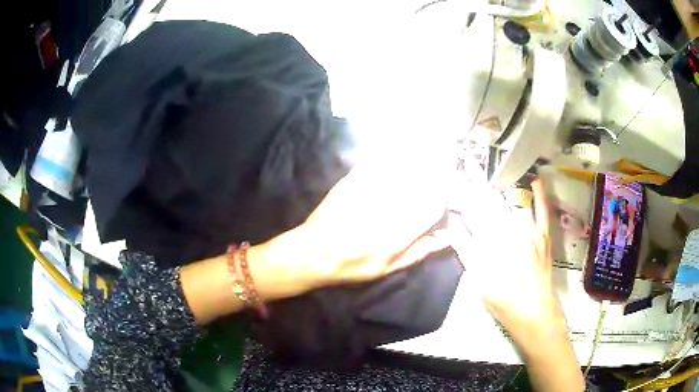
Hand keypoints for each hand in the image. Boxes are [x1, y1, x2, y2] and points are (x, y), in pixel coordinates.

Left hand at [298, 155, 450, 287]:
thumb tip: (444, 238)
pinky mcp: (351, 184)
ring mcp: (367, 195)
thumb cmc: (350, 266)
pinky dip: (388, 158)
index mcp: (395, 237)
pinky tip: (396, 152)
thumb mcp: (385, 270)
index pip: (429, 210)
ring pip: (399, 172)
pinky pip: (375, 165)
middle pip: (417, 187)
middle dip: (432, 176)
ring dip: (415, 162)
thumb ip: (416, 253)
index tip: (447, 192)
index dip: (442, 199)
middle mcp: (385, 213)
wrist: (312, 253)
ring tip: (426, 154)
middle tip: (442, 167)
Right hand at [449, 178, 564, 334]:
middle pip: (492, 200)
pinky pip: (543, 208)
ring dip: (506, 181)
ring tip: (498, 167)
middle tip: (471, 165)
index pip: (473, 210)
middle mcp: (510, 229)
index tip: (455, 178)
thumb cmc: (502, 299)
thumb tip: (453, 224)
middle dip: (479, 181)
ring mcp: (530, 229)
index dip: (463, 192)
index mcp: (491, 241)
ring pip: (516, 198)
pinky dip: (540, 192)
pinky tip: (536, 179)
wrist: (533, 311)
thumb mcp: (477, 279)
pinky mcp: (544, 233)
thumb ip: (466, 249)